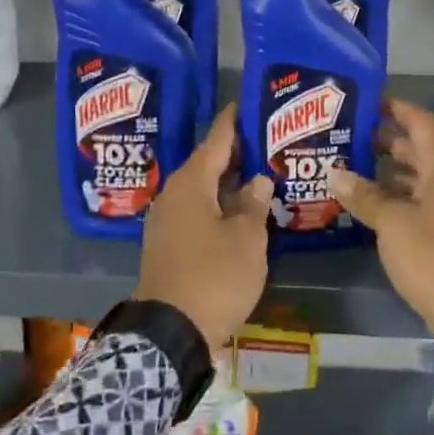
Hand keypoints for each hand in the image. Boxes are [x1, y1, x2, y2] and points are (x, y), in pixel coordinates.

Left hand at [135, 107, 273, 357]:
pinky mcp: (167, 243)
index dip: (234, 122)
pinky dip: (217, 203)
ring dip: (227, 181)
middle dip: (235, 152)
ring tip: (258, 172)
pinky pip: (195, 210)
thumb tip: (258, 179)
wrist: (170, 331)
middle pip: (207, 163)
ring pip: (201, 188)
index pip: (216, 140)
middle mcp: (174, 193)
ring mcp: (167, 219)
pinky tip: (238, 209)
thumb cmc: (214, 276)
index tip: (247, 103)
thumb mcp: (246, 239)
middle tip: (266, 140)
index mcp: (191, 183)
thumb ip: (254, 204)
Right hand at [328, 99, 433, 361]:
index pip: (420, 122)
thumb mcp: (392, 223)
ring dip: (386, 173)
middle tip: (345, 135)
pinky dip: (395, 199)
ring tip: (347, 168)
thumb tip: (335, 174)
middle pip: (417, 149)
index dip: (394, 108)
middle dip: (383, 141)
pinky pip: (418, 202)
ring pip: (416, 178)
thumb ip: (364, 196)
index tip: (365, 100)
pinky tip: (366, 205)